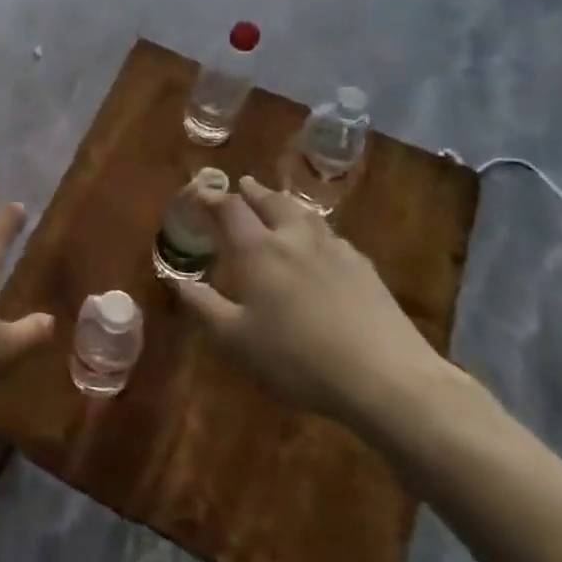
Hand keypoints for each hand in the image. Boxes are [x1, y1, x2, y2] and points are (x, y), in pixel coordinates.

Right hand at [172, 175, 445, 428]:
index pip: (230, 209)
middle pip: (271, 202)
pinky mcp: (364, 267)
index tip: (201, 192)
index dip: (213, 198)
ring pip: (304, 214)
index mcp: (259, 251)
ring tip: (278, 202)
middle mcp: (294, 238)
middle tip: (243, 185)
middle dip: (253, 192)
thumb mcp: (237, 340)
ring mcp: (334, 249)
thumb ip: (205, 306)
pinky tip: (320, 243)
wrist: (385, 376)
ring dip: (285, 203)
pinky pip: (331, 236)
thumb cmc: (297, 358)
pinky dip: (315, 229)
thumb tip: (176, 281)